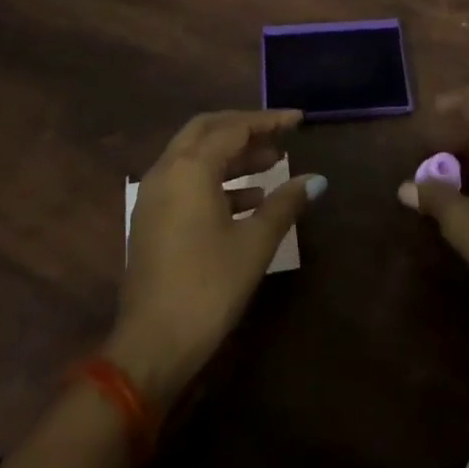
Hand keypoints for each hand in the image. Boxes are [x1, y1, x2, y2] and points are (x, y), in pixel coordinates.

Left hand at [109, 109, 324, 407]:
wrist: (151, 347)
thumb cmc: (208, 287)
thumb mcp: (254, 244)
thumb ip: (285, 204)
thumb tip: (316, 179)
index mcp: (190, 168)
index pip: (234, 128)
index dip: (269, 121)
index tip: (299, 120)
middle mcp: (166, 170)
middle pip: (208, 130)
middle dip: (245, 129)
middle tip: (280, 136)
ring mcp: (154, 195)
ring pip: (195, 155)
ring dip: (232, 154)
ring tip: (273, 163)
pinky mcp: (152, 219)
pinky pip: (187, 180)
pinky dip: (217, 178)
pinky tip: (250, 199)